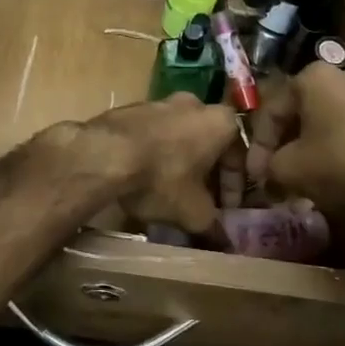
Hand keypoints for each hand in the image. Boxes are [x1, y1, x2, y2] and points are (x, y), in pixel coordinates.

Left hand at [88, 94, 240, 233]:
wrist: (105, 154)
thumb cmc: (162, 177)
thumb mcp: (194, 212)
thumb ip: (214, 227)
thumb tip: (226, 243)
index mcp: (220, 121)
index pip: (239, 157)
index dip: (235, 188)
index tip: (228, 210)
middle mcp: (195, 103)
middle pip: (210, 144)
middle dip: (208, 174)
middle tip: (203, 200)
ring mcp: (161, 102)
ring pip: (181, 137)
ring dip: (182, 162)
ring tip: (173, 192)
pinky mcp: (132, 108)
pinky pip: (154, 134)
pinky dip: (157, 154)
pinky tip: (146, 177)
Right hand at [251, 65, 344, 219]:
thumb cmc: (341, 165)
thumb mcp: (291, 169)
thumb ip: (270, 166)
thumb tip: (267, 171)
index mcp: (315, 76)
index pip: (273, 110)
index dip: (260, 145)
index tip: (256, 173)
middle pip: (304, 110)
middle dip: (289, 142)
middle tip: (279, 171)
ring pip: (333, 118)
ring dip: (316, 143)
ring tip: (308, 173)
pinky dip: (344, 145)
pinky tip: (339, 170)